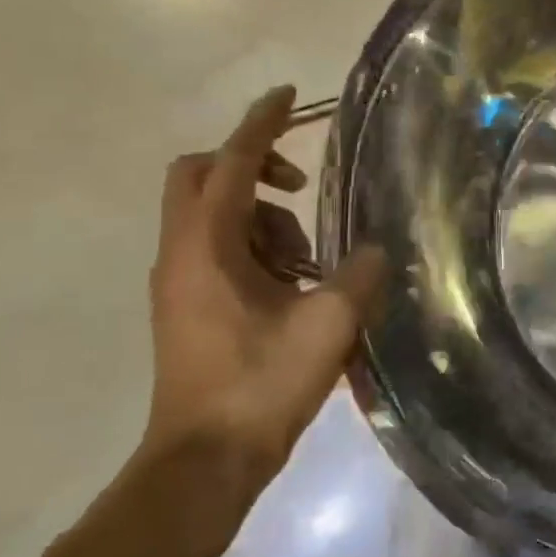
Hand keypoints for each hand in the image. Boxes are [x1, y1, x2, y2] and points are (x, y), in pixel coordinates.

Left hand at [145, 85, 385, 480]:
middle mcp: (182, 254)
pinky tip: (298, 286)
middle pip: (200, 178)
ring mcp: (180, 282)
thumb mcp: (328, 322)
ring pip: (216, 217)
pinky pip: (220, 250)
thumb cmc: (263, 384)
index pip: (230, 164)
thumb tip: (374, 249)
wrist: (206, 460)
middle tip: (300, 189)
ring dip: (265, 220)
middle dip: (252, 167)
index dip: (261, 124)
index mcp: (207, 248)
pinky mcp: (189, 306)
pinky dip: (258, 249)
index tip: (290, 96)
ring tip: (312, 262)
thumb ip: (359, 272)